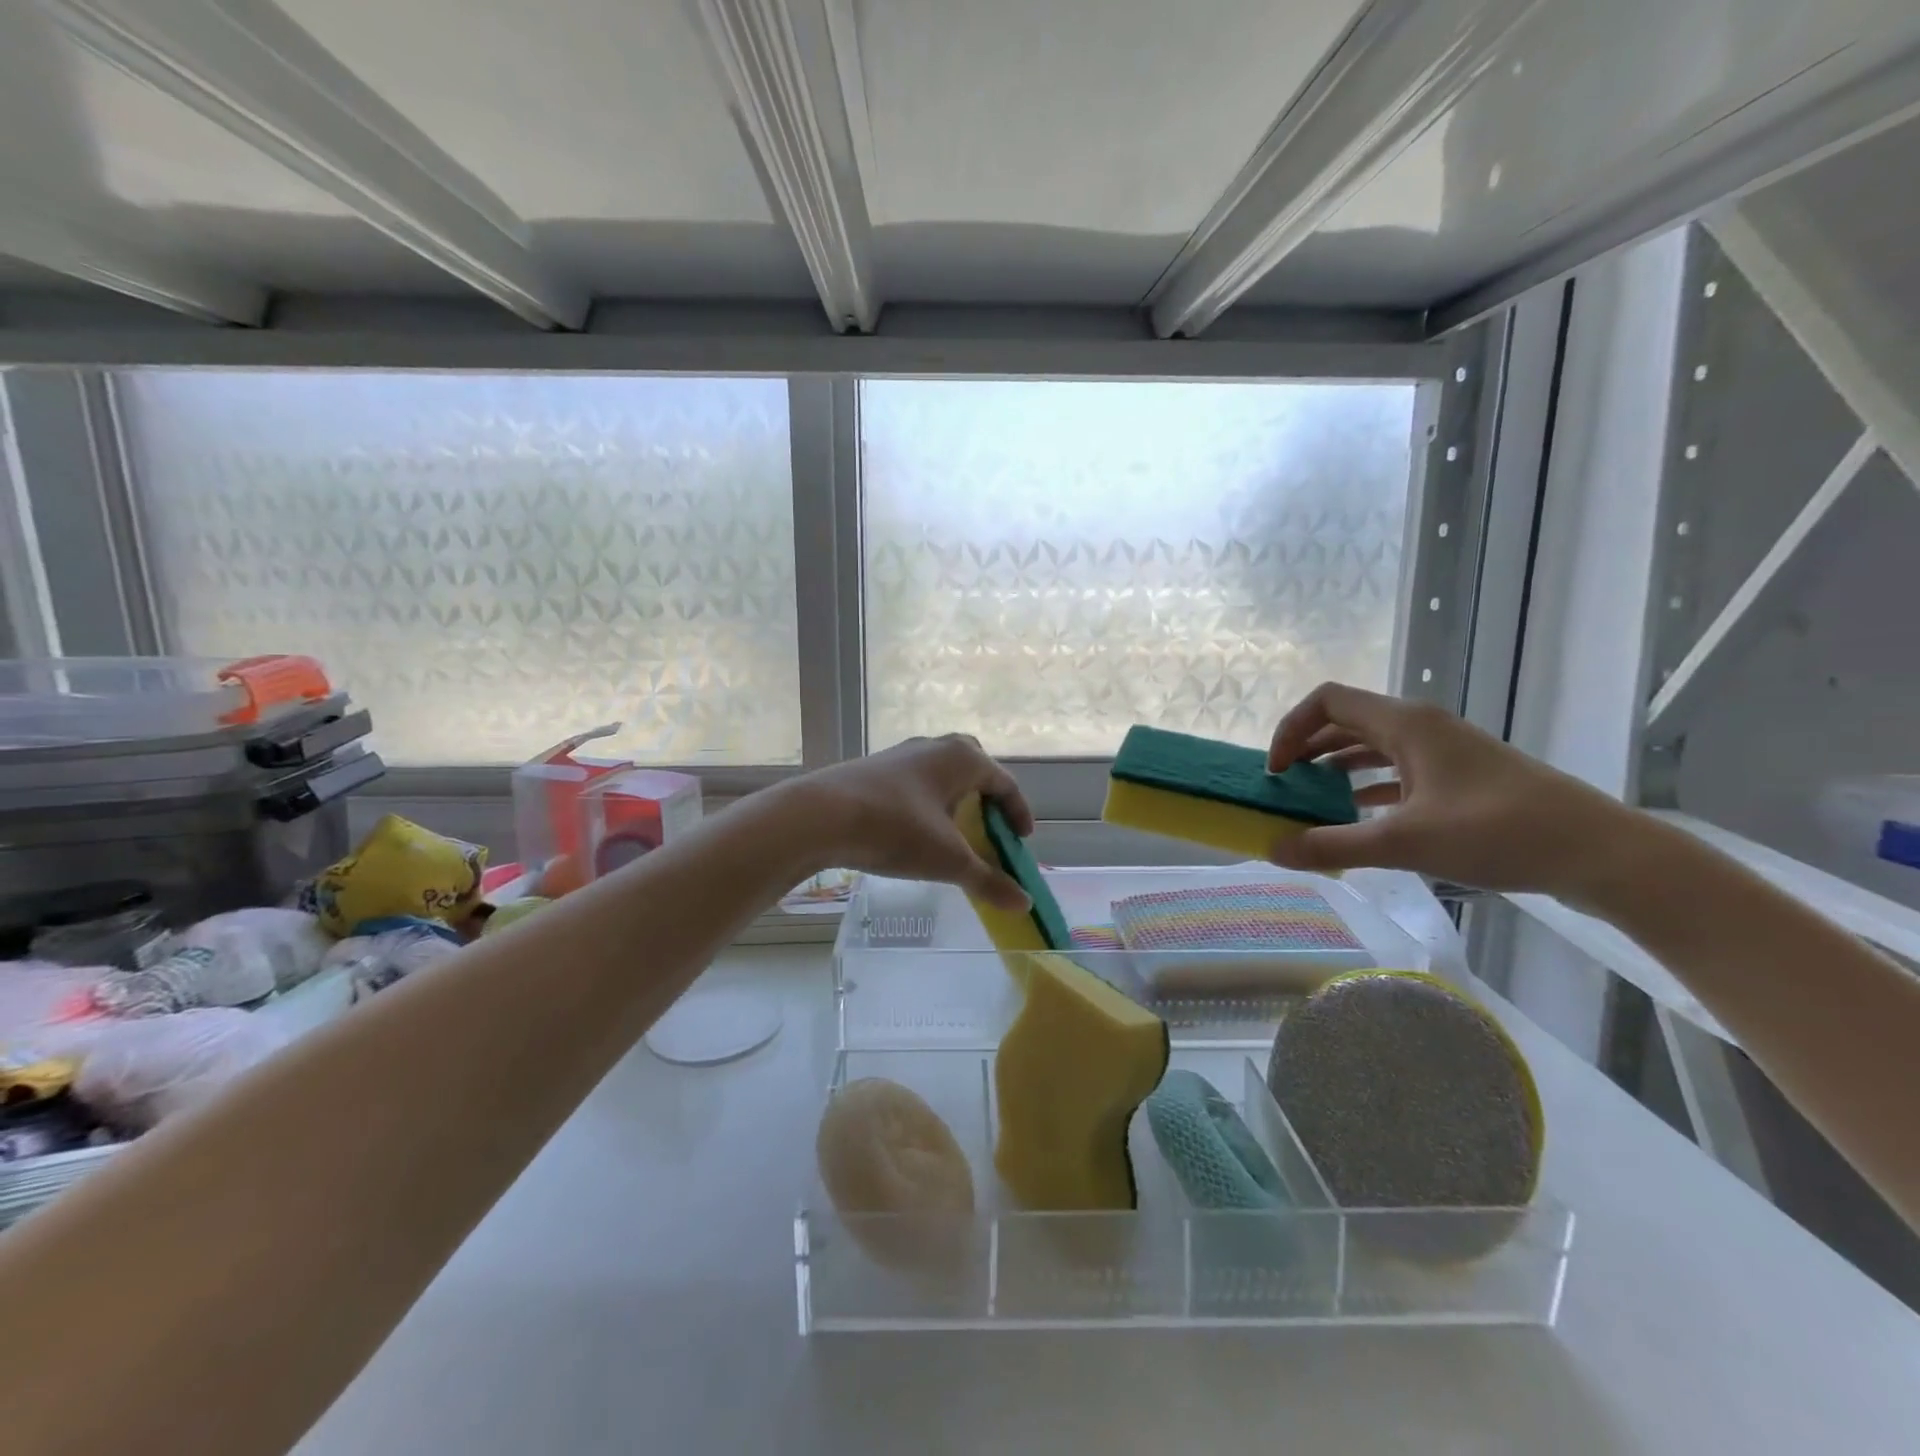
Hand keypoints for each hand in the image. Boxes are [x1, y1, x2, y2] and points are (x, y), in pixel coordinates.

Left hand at [790, 735, 1035, 911]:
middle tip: (990, 829)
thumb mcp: (948, 860)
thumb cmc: (896, 829)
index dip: (1018, 813)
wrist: (820, 816)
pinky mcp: (875, 769)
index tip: (1021, 841)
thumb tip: (1024, 904)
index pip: (1004, 783)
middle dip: (987, 798)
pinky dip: (928, 803)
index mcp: (963, 758)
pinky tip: (916, 830)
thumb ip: (988, 880)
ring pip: (941, 774)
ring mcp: (902, 755)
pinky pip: (916, 782)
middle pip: (974, 768)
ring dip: (955, 800)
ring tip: (955, 833)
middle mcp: (935, 747)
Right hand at [1265, 682, 1639, 899]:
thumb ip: (1332, 844)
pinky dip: (1367, 788)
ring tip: (1309, 804)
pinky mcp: (1460, 779)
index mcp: (1405, 724)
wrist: (1600, 853)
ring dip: (1335, 770)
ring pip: (1371, 748)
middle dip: (1307, 751)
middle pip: (1346, 722)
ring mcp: (1444, 752)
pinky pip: (1397, 772)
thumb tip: (1272, 850)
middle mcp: (1421, 727)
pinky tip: (1355, 819)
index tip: (1275, 772)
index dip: (1290, 729)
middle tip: (1283, 789)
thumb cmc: (1498, 832)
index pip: (1326, 701)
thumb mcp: (1404, 842)